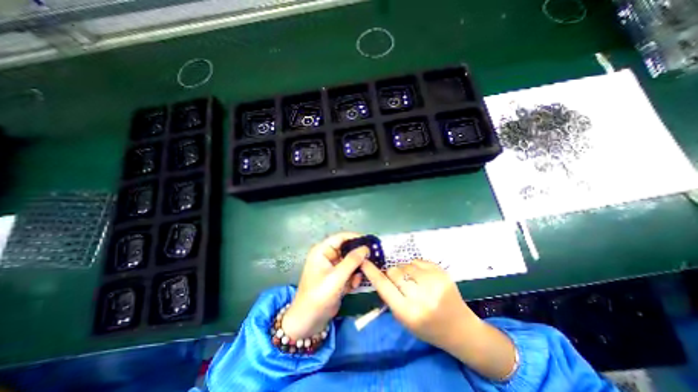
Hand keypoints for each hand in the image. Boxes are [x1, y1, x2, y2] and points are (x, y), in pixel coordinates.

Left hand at [282, 233, 369, 339]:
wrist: (309, 322)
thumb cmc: (319, 296)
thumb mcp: (336, 278)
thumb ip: (352, 261)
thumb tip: (366, 248)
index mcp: (322, 251)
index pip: (341, 237)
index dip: (355, 237)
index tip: (371, 242)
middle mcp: (327, 255)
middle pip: (347, 249)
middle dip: (358, 256)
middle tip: (372, 260)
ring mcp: (332, 266)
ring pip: (350, 261)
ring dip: (356, 270)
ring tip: (357, 280)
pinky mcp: (337, 277)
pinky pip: (349, 271)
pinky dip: (353, 277)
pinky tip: (352, 286)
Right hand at [359, 260, 474, 348]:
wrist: (459, 328)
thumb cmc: (428, 328)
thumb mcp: (404, 320)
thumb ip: (390, 298)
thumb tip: (381, 275)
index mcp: (408, 312)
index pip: (384, 286)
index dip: (372, 272)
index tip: (363, 261)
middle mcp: (421, 297)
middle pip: (394, 272)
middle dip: (392, 274)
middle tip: (398, 281)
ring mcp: (433, 282)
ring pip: (405, 265)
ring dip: (404, 270)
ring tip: (412, 280)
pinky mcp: (441, 273)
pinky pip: (418, 260)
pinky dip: (415, 266)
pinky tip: (422, 276)